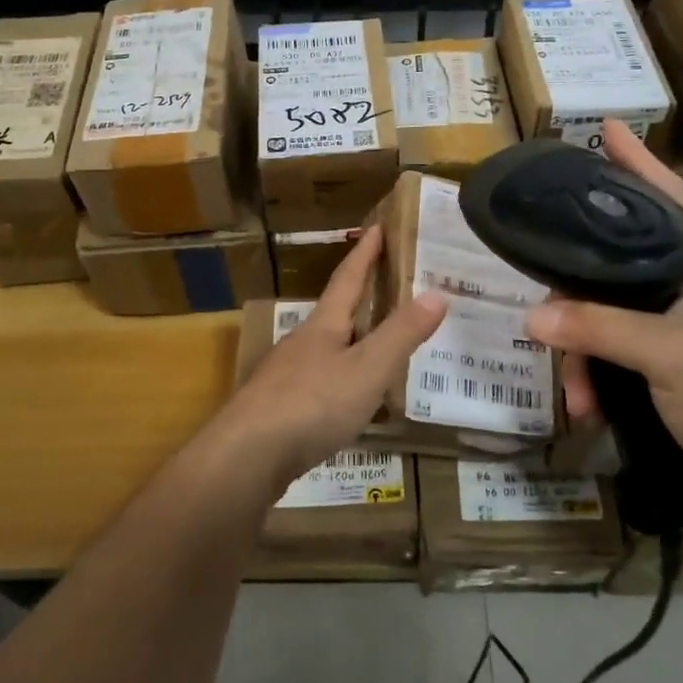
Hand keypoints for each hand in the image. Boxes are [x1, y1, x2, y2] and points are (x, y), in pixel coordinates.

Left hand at [214, 225, 446, 493]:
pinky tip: (348, 399)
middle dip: (360, 296)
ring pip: (325, 349)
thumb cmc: (312, 404)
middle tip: (388, 285)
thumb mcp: (367, 369)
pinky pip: (317, 383)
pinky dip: (340, 379)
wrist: (246, 456)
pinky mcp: (278, 408)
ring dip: (350, 341)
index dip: (365, 252)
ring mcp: (285, 376)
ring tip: (377, 344)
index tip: (378, 226)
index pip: (348, 278)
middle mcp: (301, 342)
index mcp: (323, 325)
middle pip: (334, 312)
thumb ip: (401, 334)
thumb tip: (437, 293)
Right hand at [523, 121, 682, 513]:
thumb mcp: (666, 356)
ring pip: (607, 308)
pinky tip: (587, 403)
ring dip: (582, 347)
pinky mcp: (665, 355)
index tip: (605, 128)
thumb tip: (532, 317)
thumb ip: (599, 329)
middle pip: (617, 257)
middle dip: (577, 288)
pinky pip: (612, 345)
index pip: (669, 194)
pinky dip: (595, 372)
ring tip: (574, 388)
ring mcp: (676, 321)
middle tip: (548, 302)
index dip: (638, 160)